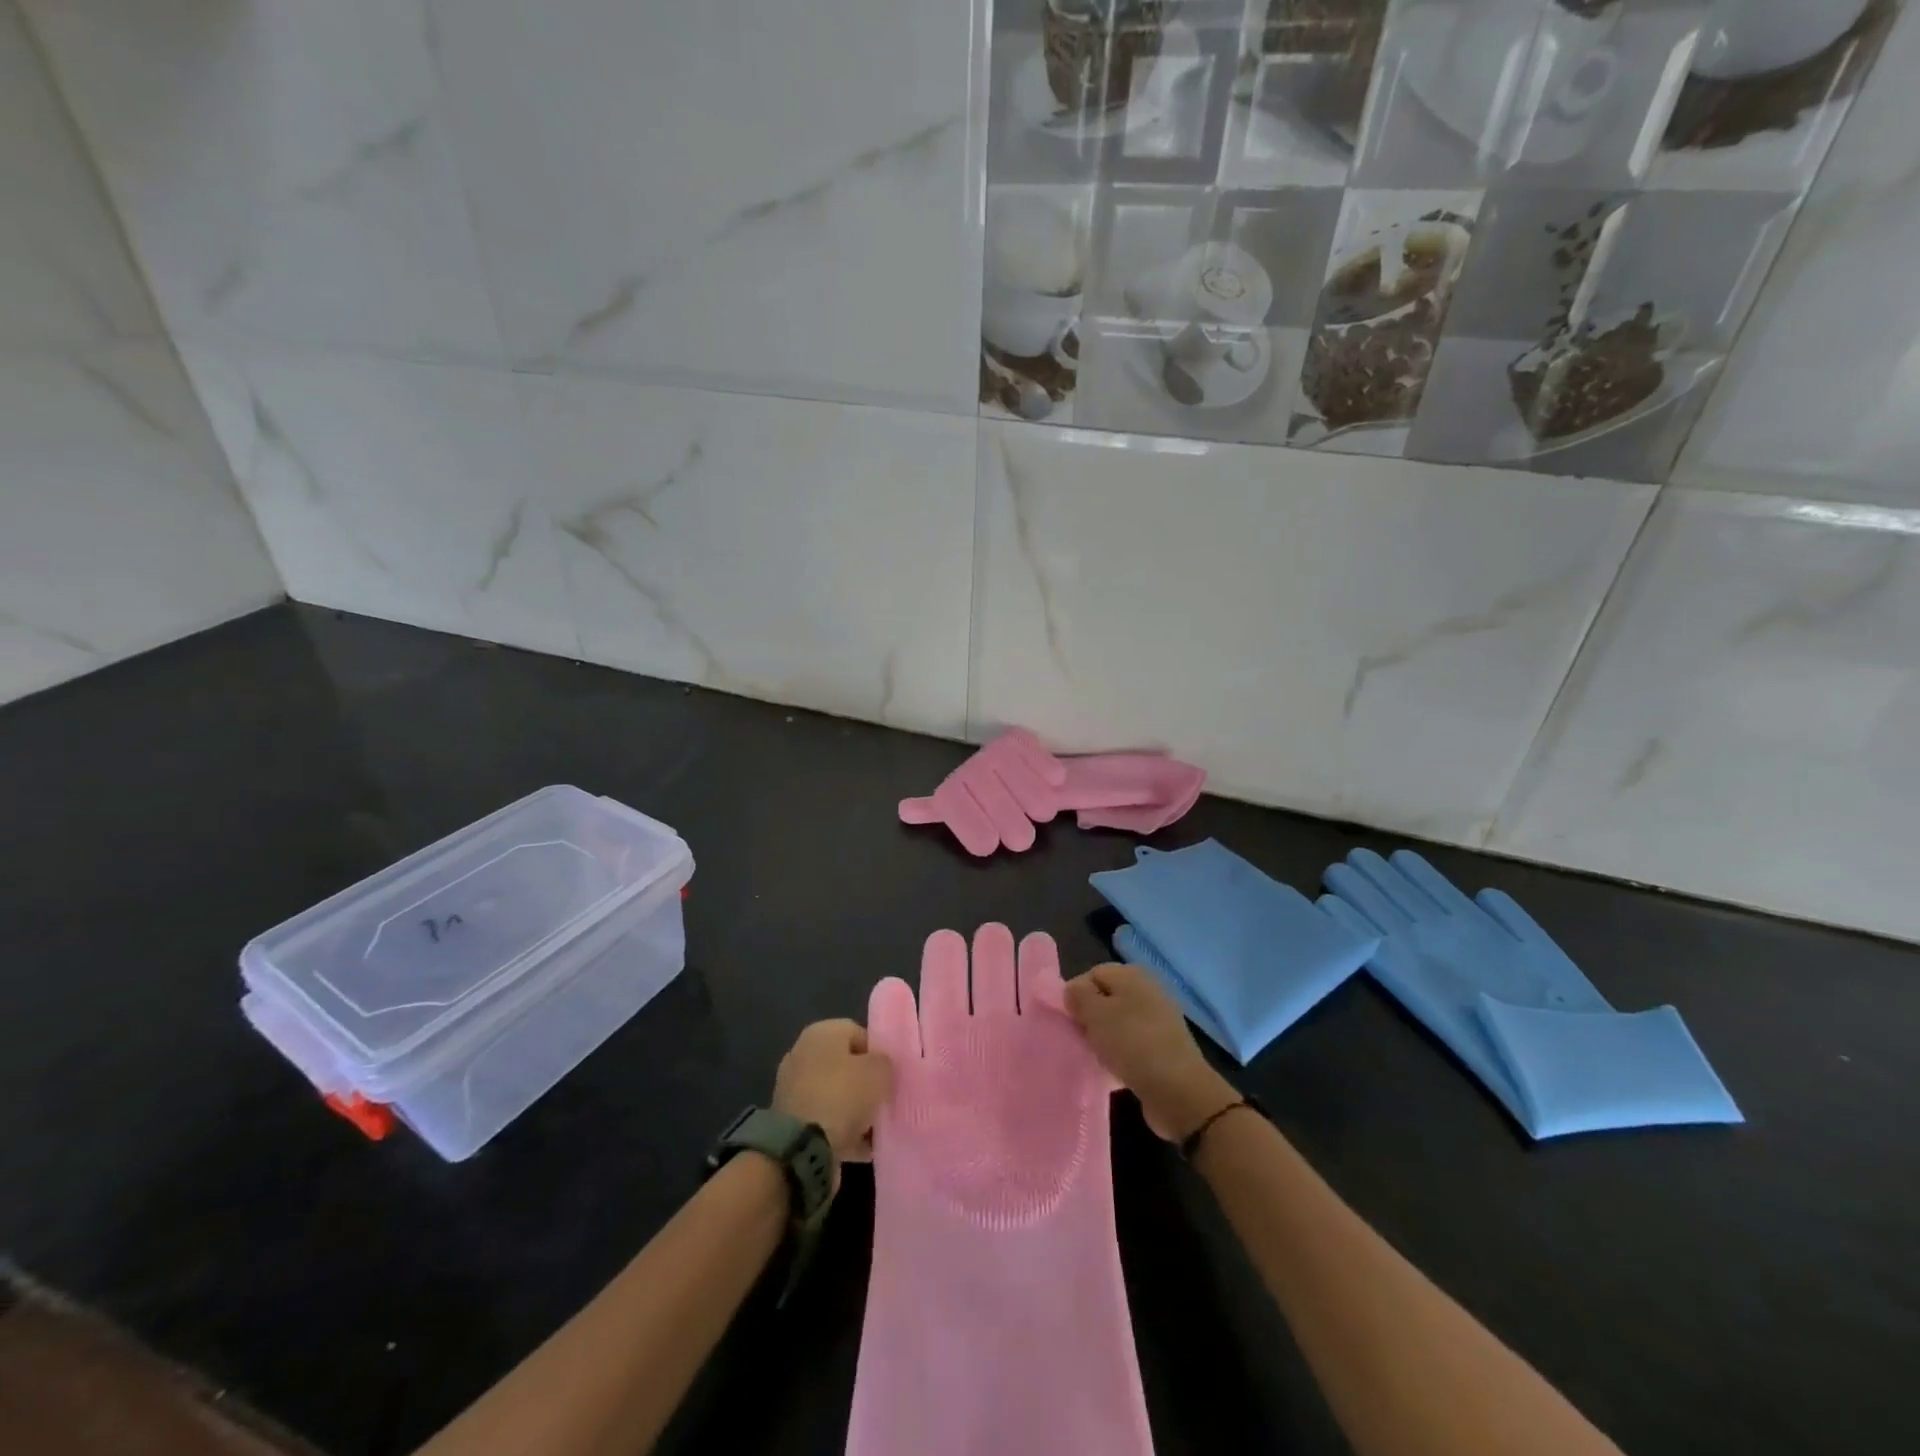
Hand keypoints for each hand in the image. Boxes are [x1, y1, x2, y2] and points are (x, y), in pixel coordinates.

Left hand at [773, 1019, 894, 1173]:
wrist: (800, 1148)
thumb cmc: (842, 1096)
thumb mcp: (879, 1072)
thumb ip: (885, 1064)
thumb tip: (880, 1068)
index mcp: (822, 1033)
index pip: (858, 1034)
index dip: (877, 1054)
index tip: (890, 1076)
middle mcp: (803, 1054)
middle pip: (845, 1066)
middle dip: (865, 1085)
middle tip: (883, 1102)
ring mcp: (793, 1088)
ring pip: (835, 1096)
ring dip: (855, 1111)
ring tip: (874, 1130)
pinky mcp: (790, 1121)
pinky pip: (824, 1120)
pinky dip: (841, 1132)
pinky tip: (861, 1148)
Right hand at [1065, 964, 1239, 1143]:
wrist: (1179, 1091)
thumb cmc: (1132, 1044)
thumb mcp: (1096, 1014)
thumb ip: (1078, 995)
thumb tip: (1073, 990)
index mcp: (1132, 974)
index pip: (1092, 975)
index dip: (1076, 996)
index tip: (1071, 1021)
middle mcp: (1147, 990)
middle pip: (1105, 998)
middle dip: (1090, 1018)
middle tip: (1082, 1039)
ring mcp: (1158, 1019)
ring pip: (1117, 1023)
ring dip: (1103, 1039)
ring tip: (1097, 1057)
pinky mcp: (1163, 1047)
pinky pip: (1131, 1044)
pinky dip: (1120, 1054)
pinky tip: (1114, 1070)